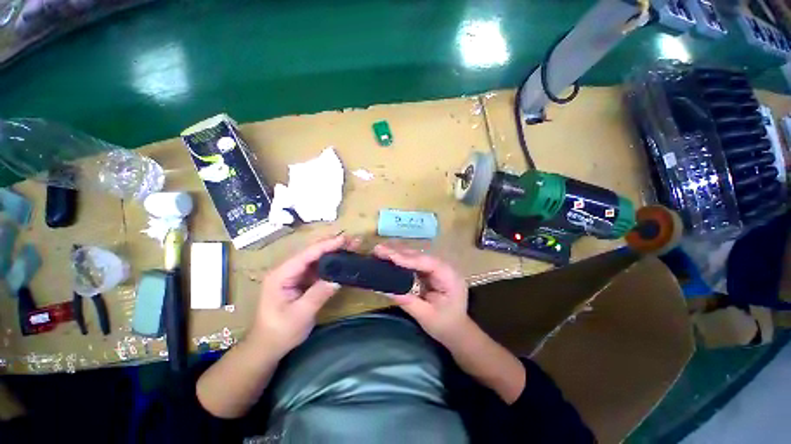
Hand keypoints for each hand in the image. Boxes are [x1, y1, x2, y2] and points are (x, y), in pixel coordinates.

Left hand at [249, 235, 357, 354]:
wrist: (267, 347)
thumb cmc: (280, 332)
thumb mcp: (300, 315)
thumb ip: (318, 294)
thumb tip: (338, 279)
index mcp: (281, 275)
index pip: (307, 255)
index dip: (326, 245)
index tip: (344, 239)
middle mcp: (286, 270)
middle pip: (311, 252)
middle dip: (332, 245)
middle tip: (352, 241)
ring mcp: (293, 275)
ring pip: (315, 259)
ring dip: (333, 253)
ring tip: (350, 247)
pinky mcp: (300, 281)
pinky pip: (317, 268)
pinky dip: (330, 264)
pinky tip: (341, 261)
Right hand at [373, 244, 470, 345]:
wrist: (457, 330)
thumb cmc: (445, 325)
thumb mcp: (426, 316)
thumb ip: (407, 301)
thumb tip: (384, 289)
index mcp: (450, 277)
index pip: (427, 263)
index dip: (407, 258)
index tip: (389, 255)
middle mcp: (445, 267)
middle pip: (421, 256)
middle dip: (399, 252)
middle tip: (378, 249)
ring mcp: (438, 267)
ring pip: (417, 256)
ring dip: (398, 252)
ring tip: (380, 250)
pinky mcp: (431, 271)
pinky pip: (415, 262)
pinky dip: (401, 259)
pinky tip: (389, 256)